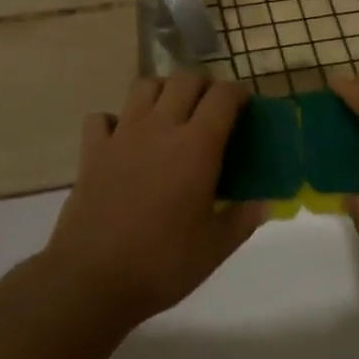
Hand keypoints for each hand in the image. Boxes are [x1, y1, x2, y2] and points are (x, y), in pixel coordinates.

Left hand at [45, 74, 266, 329]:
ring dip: (163, 90)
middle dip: (204, 85)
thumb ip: (243, 219)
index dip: (238, 93)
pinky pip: (103, 117)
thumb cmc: (162, 263)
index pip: (223, 96)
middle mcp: (161, 127)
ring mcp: (122, 134)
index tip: (246, 104)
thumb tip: (266, 203)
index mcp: (197, 146)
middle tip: (212, 108)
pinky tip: (123, 138)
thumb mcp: (215, 248)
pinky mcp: (92, 150)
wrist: (92, 279)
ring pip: (145, 86)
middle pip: (185, 80)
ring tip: (171, 112)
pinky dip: (115, 120)